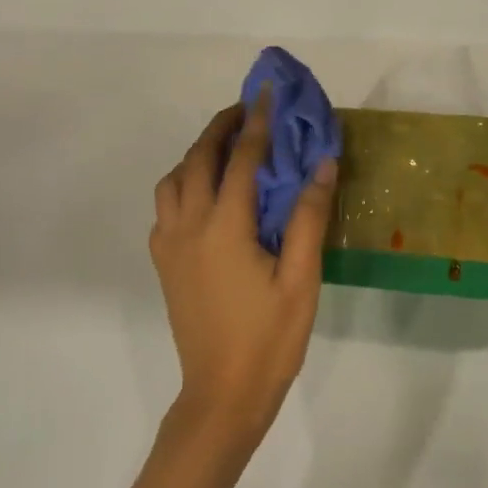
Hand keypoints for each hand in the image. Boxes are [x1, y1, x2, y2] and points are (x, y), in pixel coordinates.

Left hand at [149, 98, 338, 451]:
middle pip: (197, 159)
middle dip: (221, 128)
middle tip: (248, 111)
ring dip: (197, 155)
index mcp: (224, 227)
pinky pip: (166, 206)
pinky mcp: (163, 263)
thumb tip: (323, 163)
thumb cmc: (270, 339)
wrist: (222, 394)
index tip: (267, 93)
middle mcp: (188, 226)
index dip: (257, 122)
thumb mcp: (302, 279)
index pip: (241, 159)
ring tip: (227, 150)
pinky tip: (207, 196)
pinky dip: (184, 184)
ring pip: (173, 180)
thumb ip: (310, 217)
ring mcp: (169, 245)